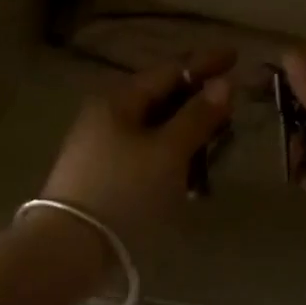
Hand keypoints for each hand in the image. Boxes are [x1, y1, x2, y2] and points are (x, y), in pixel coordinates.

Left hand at [41, 51, 235, 261]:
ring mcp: (102, 145)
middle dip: (197, 98)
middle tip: (231, 101)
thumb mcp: (168, 152)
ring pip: (155, 126)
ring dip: (187, 129)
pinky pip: (147, 151)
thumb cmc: (124, 192)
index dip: (205, 63)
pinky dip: (172, 154)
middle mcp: (107, 114)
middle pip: (161, 97)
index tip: (236, 55)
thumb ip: (197, 116)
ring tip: (217, 138)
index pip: (169, 70)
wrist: (69, 249)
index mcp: (119, 99)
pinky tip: (191, 171)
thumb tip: (224, 84)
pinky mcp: (104, 174)